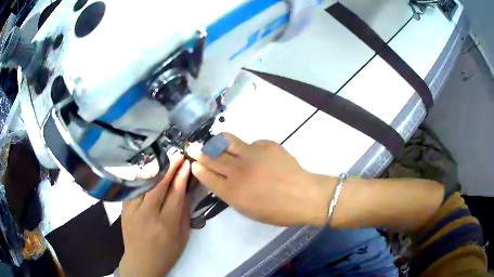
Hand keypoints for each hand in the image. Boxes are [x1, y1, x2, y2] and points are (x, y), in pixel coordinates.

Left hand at [119, 153, 190, 276]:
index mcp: (167, 224)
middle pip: (159, 186)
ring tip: (164, 159)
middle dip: (170, 168)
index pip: (175, 194)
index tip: (186, 163)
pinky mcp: (124, 209)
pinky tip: (148, 172)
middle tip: (177, 155)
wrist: (141, 261)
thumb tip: (185, 190)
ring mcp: (133, 211)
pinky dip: (142, 179)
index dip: (181, 177)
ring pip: (144, 184)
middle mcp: (148, 215)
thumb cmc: (166, 253)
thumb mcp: (182, 237)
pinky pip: (134, 189)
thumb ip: (184, 213)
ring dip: (155, 170)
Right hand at [188, 133, 332, 225]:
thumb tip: (221, 180)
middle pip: (212, 157)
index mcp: (232, 192)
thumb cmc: (277, 211)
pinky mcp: (266, 144)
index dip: (198, 168)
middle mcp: (238, 171)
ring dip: (217, 142)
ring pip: (226, 141)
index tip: (194, 162)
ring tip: (215, 142)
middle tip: (192, 147)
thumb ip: (231, 194)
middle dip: (199, 151)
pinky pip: (250, 142)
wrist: (304, 195)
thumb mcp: (248, 210)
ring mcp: (252, 154)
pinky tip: (255, 155)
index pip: (207, 176)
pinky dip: (247, 148)